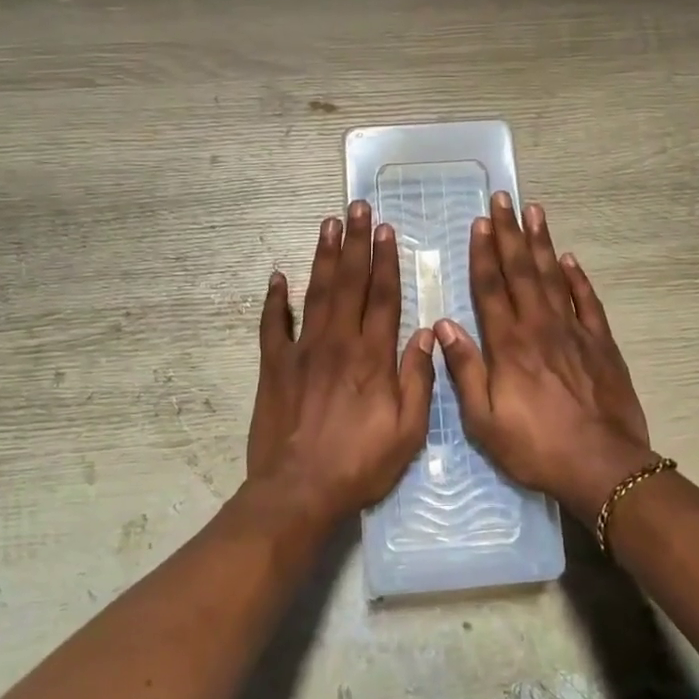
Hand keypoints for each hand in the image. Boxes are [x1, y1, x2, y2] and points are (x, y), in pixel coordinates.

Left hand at [246, 203, 436, 526]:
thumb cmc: (360, 464)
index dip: (386, 261)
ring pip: (316, 293)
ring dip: (324, 257)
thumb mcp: (408, 431)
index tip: (385, 230)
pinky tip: (277, 277)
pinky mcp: (274, 366)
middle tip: (356, 208)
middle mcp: (338, 343)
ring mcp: (302, 351)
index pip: (383, 297)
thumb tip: (425, 335)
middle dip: (355, 243)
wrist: (299, 490)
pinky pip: (273, 326)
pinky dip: (274, 300)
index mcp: (373, 356)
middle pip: (349, 283)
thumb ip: (418, 380)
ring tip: (328, 224)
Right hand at [434, 193, 657, 523]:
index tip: (480, 223)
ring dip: (541, 243)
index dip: (483, 253)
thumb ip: (464, 371)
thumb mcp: (484, 421)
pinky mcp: (601, 344)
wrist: (602, 466)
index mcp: (508, 345)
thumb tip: (442, 326)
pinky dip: (577, 278)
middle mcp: (539, 327)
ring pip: (553, 277)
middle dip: (510, 233)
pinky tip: (568, 259)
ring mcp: (574, 332)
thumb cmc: (536, 447)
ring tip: (535, 211)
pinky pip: (587, 301)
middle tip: (504, 198)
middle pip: (521, 271)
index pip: (491, 288)